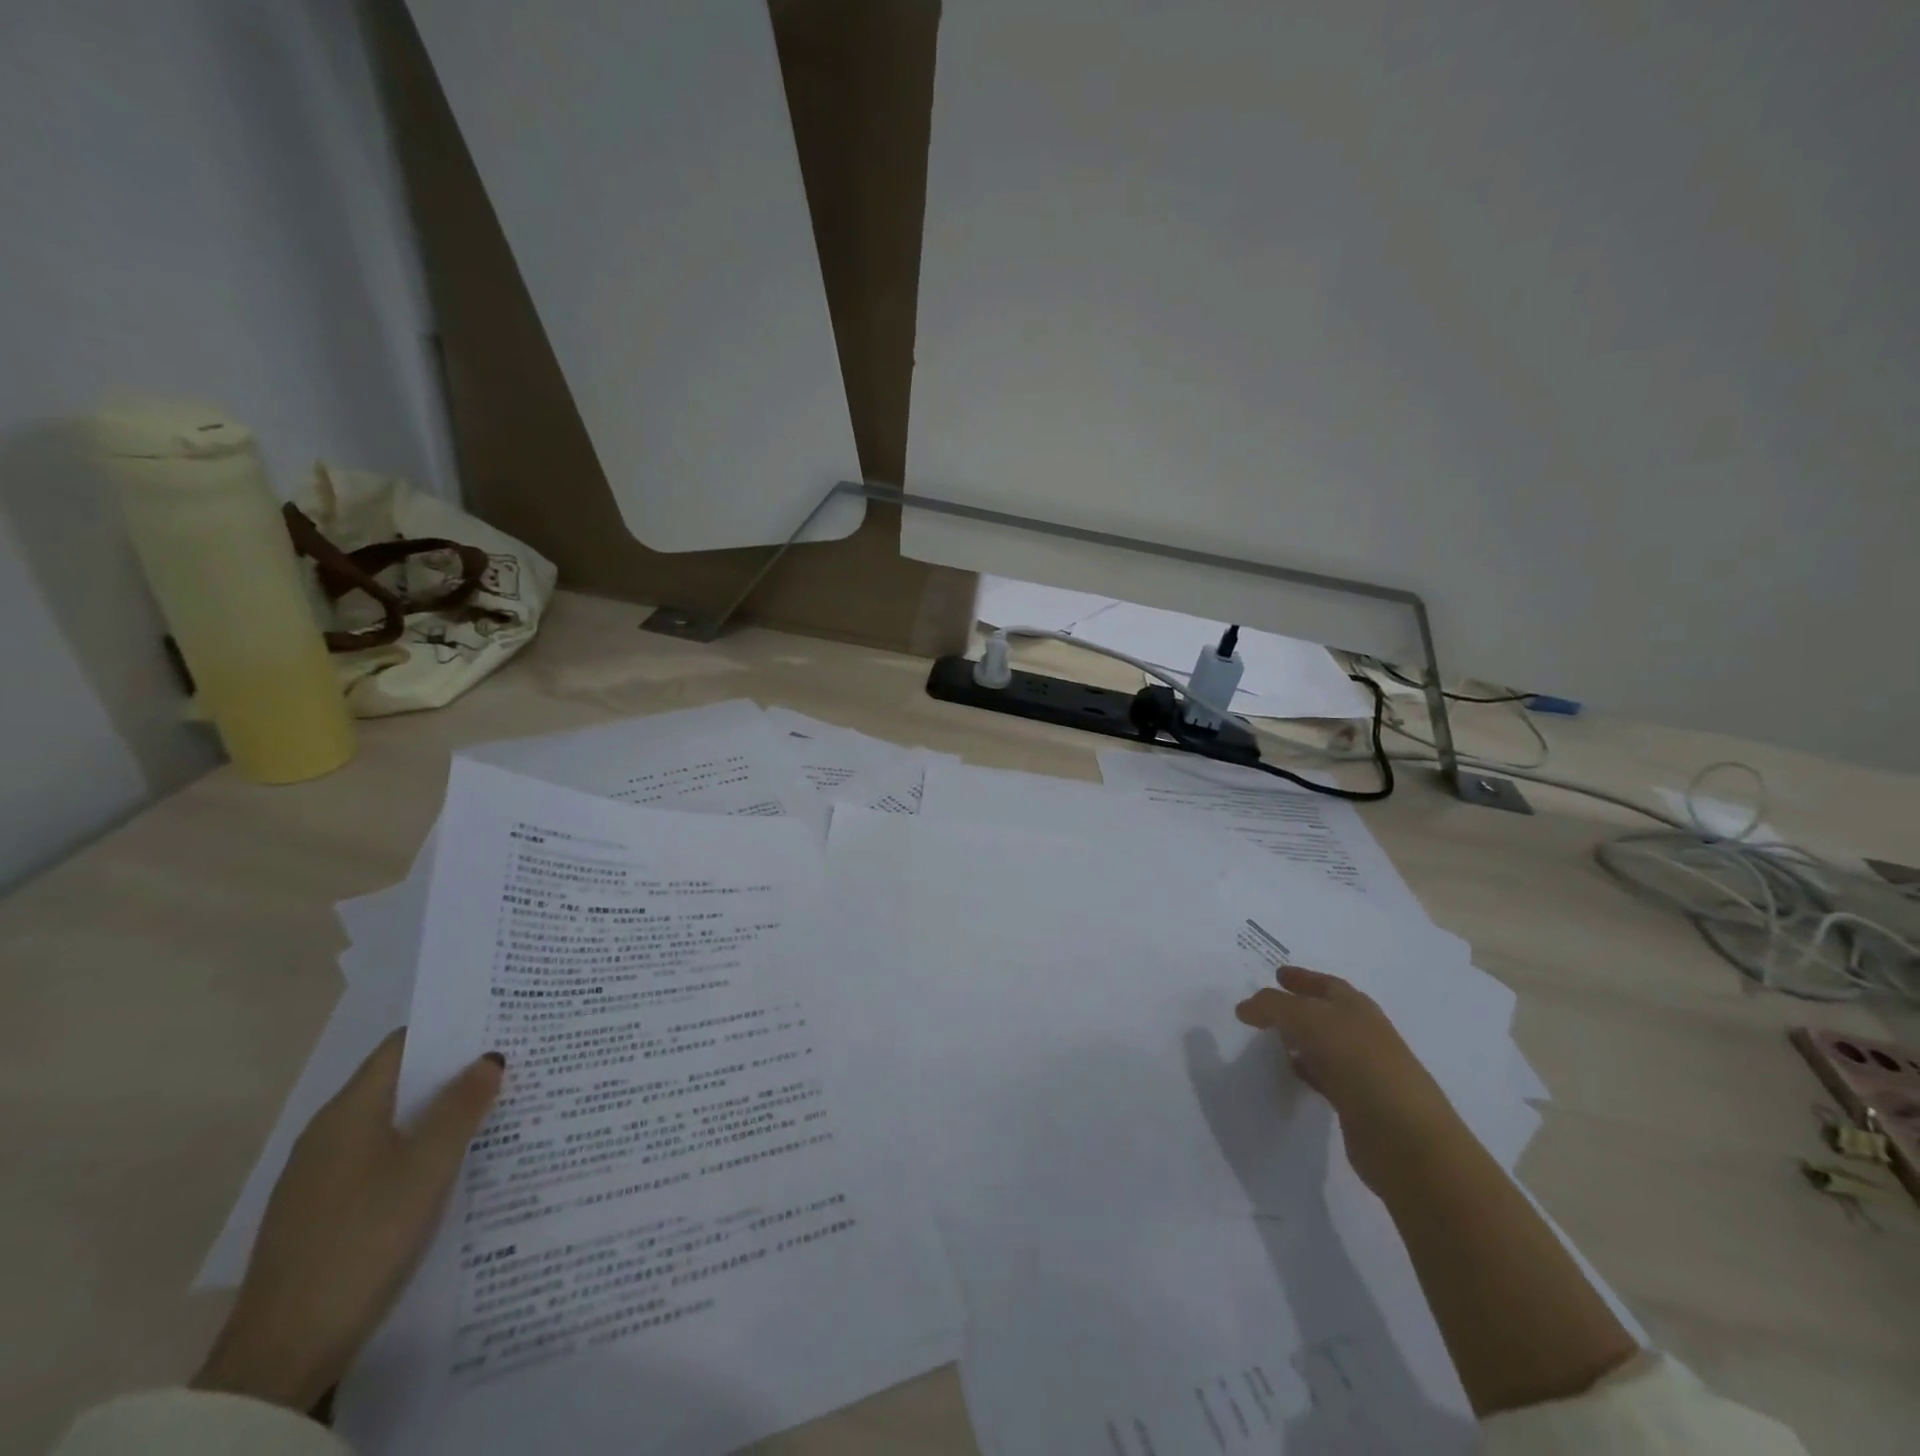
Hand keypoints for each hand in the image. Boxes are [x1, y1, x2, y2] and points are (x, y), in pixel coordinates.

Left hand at [193, 1031, 502, 1411]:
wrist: (284, 1352)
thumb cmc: (365, 1237)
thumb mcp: (428, 1166)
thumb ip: (462, 1107)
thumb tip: (489, 1057)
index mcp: (349, 1110)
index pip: (404, 1046)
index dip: (451, 1030)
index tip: (500, 1023)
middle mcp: (329, 1133)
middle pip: (400, 1083)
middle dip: (453, 1072)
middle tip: (513, 1064)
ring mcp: (321, 1176)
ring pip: (393, 1124)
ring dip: (440, 1113)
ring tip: (497, 1109)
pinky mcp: (324, 1212)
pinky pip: (382, 1159)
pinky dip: (420, 1149)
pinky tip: (455, 1165)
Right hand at [1235, 965, 1464, 1192]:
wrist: (1406, 1139)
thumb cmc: (1359, 1063)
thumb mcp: (1308, 1020)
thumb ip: (1272, 1007)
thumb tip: (1245, 1007)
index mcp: (1357, 1008)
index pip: (1326, 983)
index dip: (1301, 977)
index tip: (1276, 974)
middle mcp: (1362, 1034)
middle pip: (1325, 1013)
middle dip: (1297, 1007)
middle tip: (1265, 1008)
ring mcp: (1363, 1070)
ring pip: (1323, 1045)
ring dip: (1299, 1040)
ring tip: (1270, 1040)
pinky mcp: (1358, 1104)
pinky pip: (1324, 1077)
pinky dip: (1306, 1071)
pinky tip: (1290, 1075)